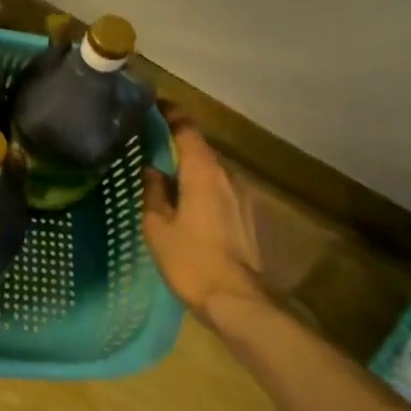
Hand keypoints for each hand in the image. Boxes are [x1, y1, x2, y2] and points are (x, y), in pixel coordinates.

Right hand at [142, 111, 270, 327]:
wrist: (242, 304)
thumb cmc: (191, 261)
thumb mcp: (158, 227)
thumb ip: (153, 192)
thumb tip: (152, 170)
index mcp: (203, 171)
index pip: (187, 128)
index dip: (171, 114)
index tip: (155, 106)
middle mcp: (230, 176)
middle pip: (202, 152)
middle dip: (180, 152)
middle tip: (156, 157)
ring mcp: (249, 198)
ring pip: (216, 177)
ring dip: (197, 178)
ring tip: (176, 192)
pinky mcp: (258, 221)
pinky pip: (228, 198)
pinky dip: (211, 198)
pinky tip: (198, 218)